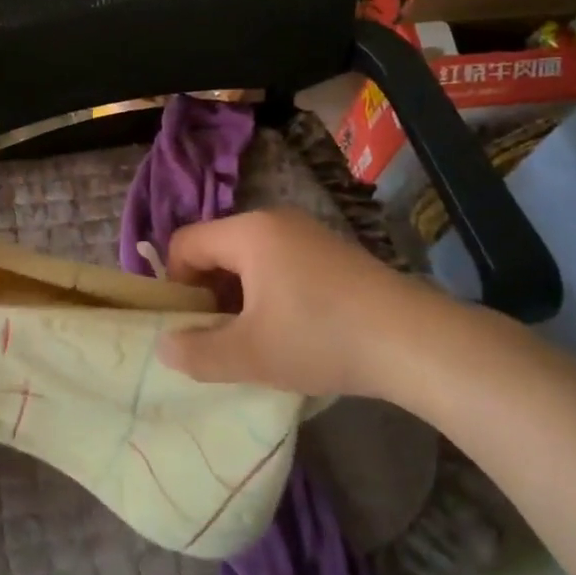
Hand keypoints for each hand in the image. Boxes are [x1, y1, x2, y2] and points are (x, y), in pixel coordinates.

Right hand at [155, 208, 449, 397]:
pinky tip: (292, 330)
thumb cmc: (318, 338)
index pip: (185, 243)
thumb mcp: (249, 354)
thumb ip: (197, 351)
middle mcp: (275, 220)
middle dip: (208, 293)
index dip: (174, 284)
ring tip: (256, 340)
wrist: (410, 339)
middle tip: (219, 338)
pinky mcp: (332, 251)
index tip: (187, 326)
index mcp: (248, 232)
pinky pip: (280, 263)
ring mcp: (308, 232)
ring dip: (239, 296)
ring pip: (250, 258)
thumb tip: (164, 345)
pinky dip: (270, 292)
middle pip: (217, 248)